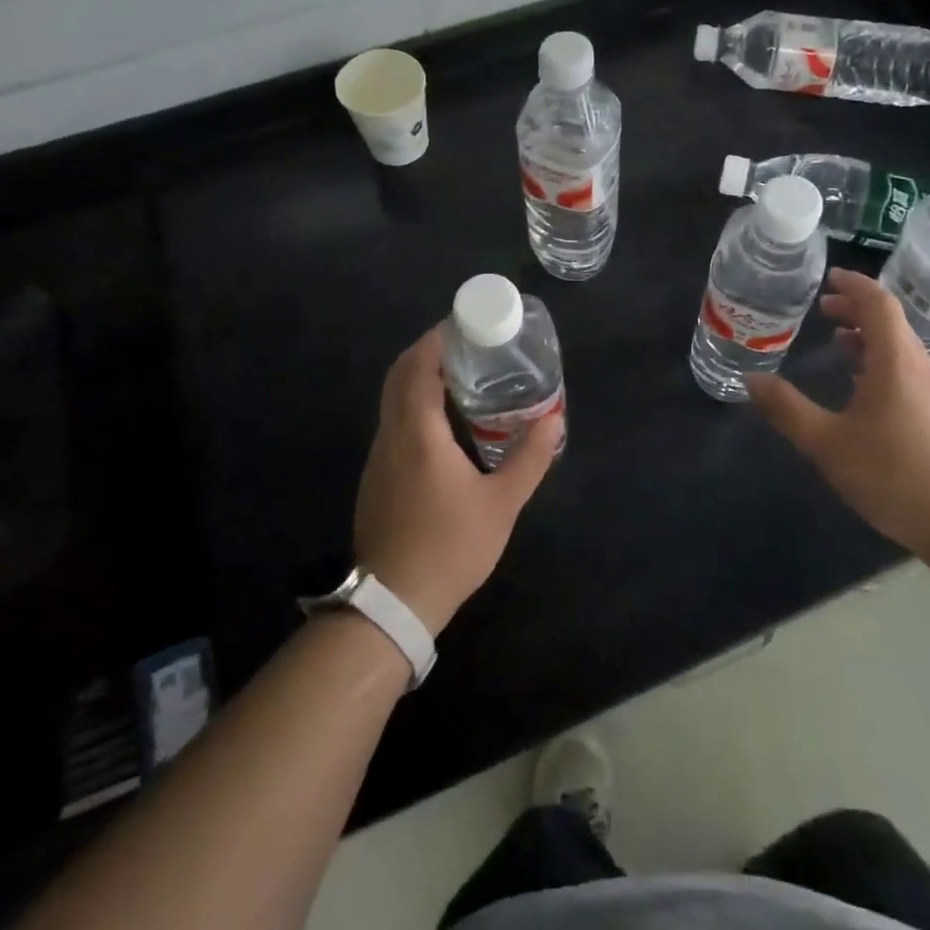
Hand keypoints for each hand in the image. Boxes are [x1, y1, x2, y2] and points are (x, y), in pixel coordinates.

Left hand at [353, 327, 562, 634]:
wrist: (393, 604)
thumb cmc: (450, 547)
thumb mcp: (502, 504)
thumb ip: (529, 459)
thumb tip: (553, 421)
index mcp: (418, 433)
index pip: (417, 367)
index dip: (435, 340)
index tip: (461, 325)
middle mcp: (391, 436)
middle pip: (398, 376)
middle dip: (426, 352)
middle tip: (465, 346)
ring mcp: (378, 458)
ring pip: (392, 400)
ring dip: (418, 378)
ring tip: (460, 376)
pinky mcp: (376, 477)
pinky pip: (393, 423)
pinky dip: (413, 404)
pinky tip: (443, 422)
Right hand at [746, 269, 929, 561]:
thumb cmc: (896, 476)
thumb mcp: (829, 444)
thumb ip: (788, 410)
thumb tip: (751, 379)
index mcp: (895, 363)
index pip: (878, 305)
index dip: (854, 286)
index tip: (829, 277)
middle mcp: (920, 370)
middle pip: (891, 324)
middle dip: (857, 310)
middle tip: (823, 309)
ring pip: (901, 350)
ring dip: (869, 338)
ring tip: (838, 343)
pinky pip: (908, 373)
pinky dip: (880, 363)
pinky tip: (863, 391)